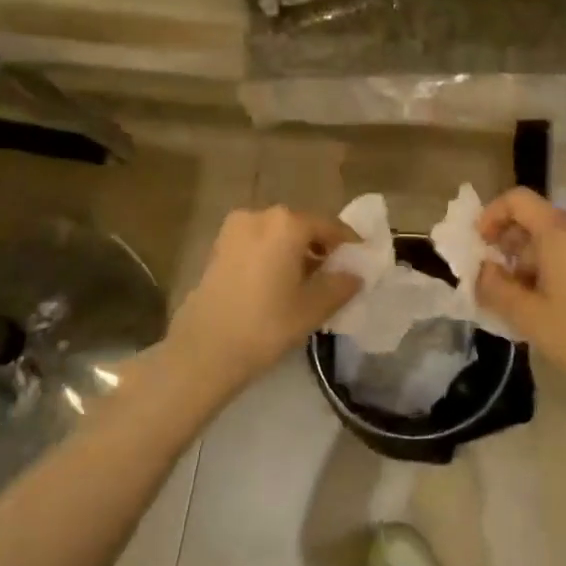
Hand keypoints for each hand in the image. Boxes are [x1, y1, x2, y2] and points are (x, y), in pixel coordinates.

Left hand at [161, 206, 361, 396]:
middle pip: (301, 227)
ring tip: (307, 283)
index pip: (330, 227)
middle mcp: (259, 216)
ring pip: (277, 235)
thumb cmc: (265, 325)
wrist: (204, 350)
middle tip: (335, 275)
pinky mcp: (218, 248)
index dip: (348, 244)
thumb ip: (340, 286)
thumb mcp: (312, 309)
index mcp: (287, 224)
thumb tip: (355, 274)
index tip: (361, 262)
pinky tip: (278, 284)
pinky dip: (272, 257)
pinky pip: (257, 244)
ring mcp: (234, 230)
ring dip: (295, 252)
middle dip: (320, 248)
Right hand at [475, 188, 565, 396]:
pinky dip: (552, 269)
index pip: (518, 200)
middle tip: (492, 280)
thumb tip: (482, 269)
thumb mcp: (527, 316)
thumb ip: (495, 287)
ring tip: (517, 300)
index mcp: (561, 233)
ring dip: (529, 262)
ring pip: (555, 241)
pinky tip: (546, 305)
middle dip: (508, 245)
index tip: (478, 245)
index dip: (491, 215)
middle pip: (536, 220)